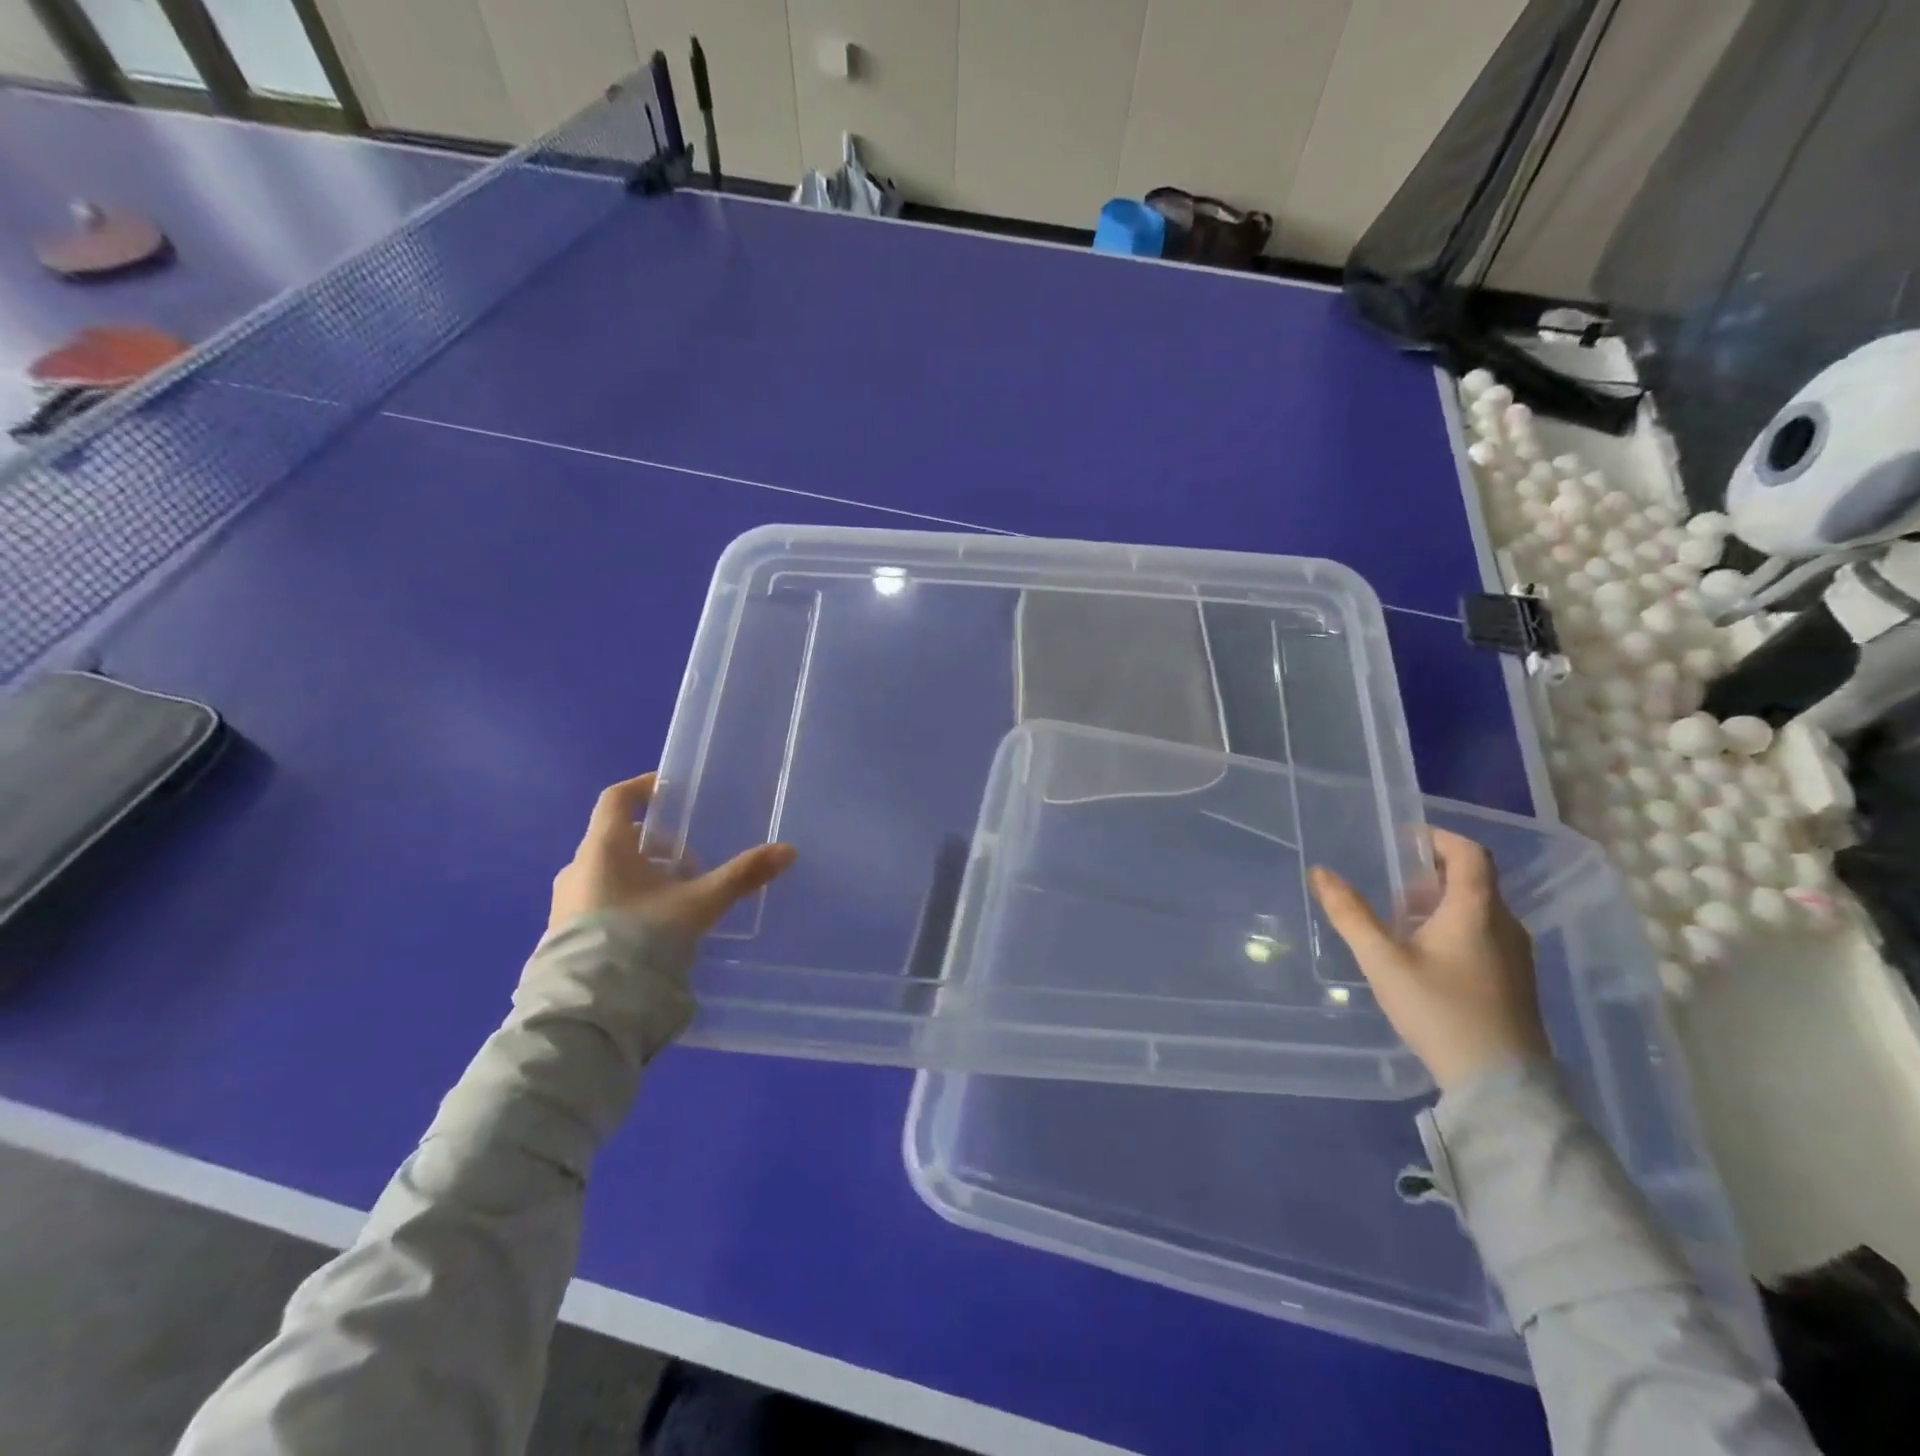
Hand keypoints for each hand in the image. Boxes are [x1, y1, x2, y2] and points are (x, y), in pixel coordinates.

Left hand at [549, 773, 796, 939]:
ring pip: (609, 871)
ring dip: (643, 874)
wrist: (590, 1004)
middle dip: (657, 845)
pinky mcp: (563, 932)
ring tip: (678, 898)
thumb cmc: (642, 935)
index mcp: (604, 846)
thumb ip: (741, 876)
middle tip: (692, 863)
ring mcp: (566, 900)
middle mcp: (579, 866)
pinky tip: (653, 927)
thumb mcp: (700, 903)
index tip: (669, 791)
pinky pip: (599, 899)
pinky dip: (627, 899)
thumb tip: (788, 850)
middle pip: (618, 838)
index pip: (617, 798)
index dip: (643, 788)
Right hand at [1309, 828, 1549, 1092]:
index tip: (1403, 840)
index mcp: (1476, 910)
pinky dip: (1454, 926)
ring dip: (1440, 902)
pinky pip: (1484, 933)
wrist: (1501, 1083)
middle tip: (1392, 886)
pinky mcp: (1516, 979)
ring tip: (1401, 921)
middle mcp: (1504, 924)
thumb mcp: (1383, 961)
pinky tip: (1425, 955)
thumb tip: (1320, 872)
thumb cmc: (1440, 1011)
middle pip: (1473, 879)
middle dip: (1431, 873)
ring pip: (1478, 908)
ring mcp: (1516, 954)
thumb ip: (1350, 915)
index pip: (1470, 853)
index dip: (1438, 838)